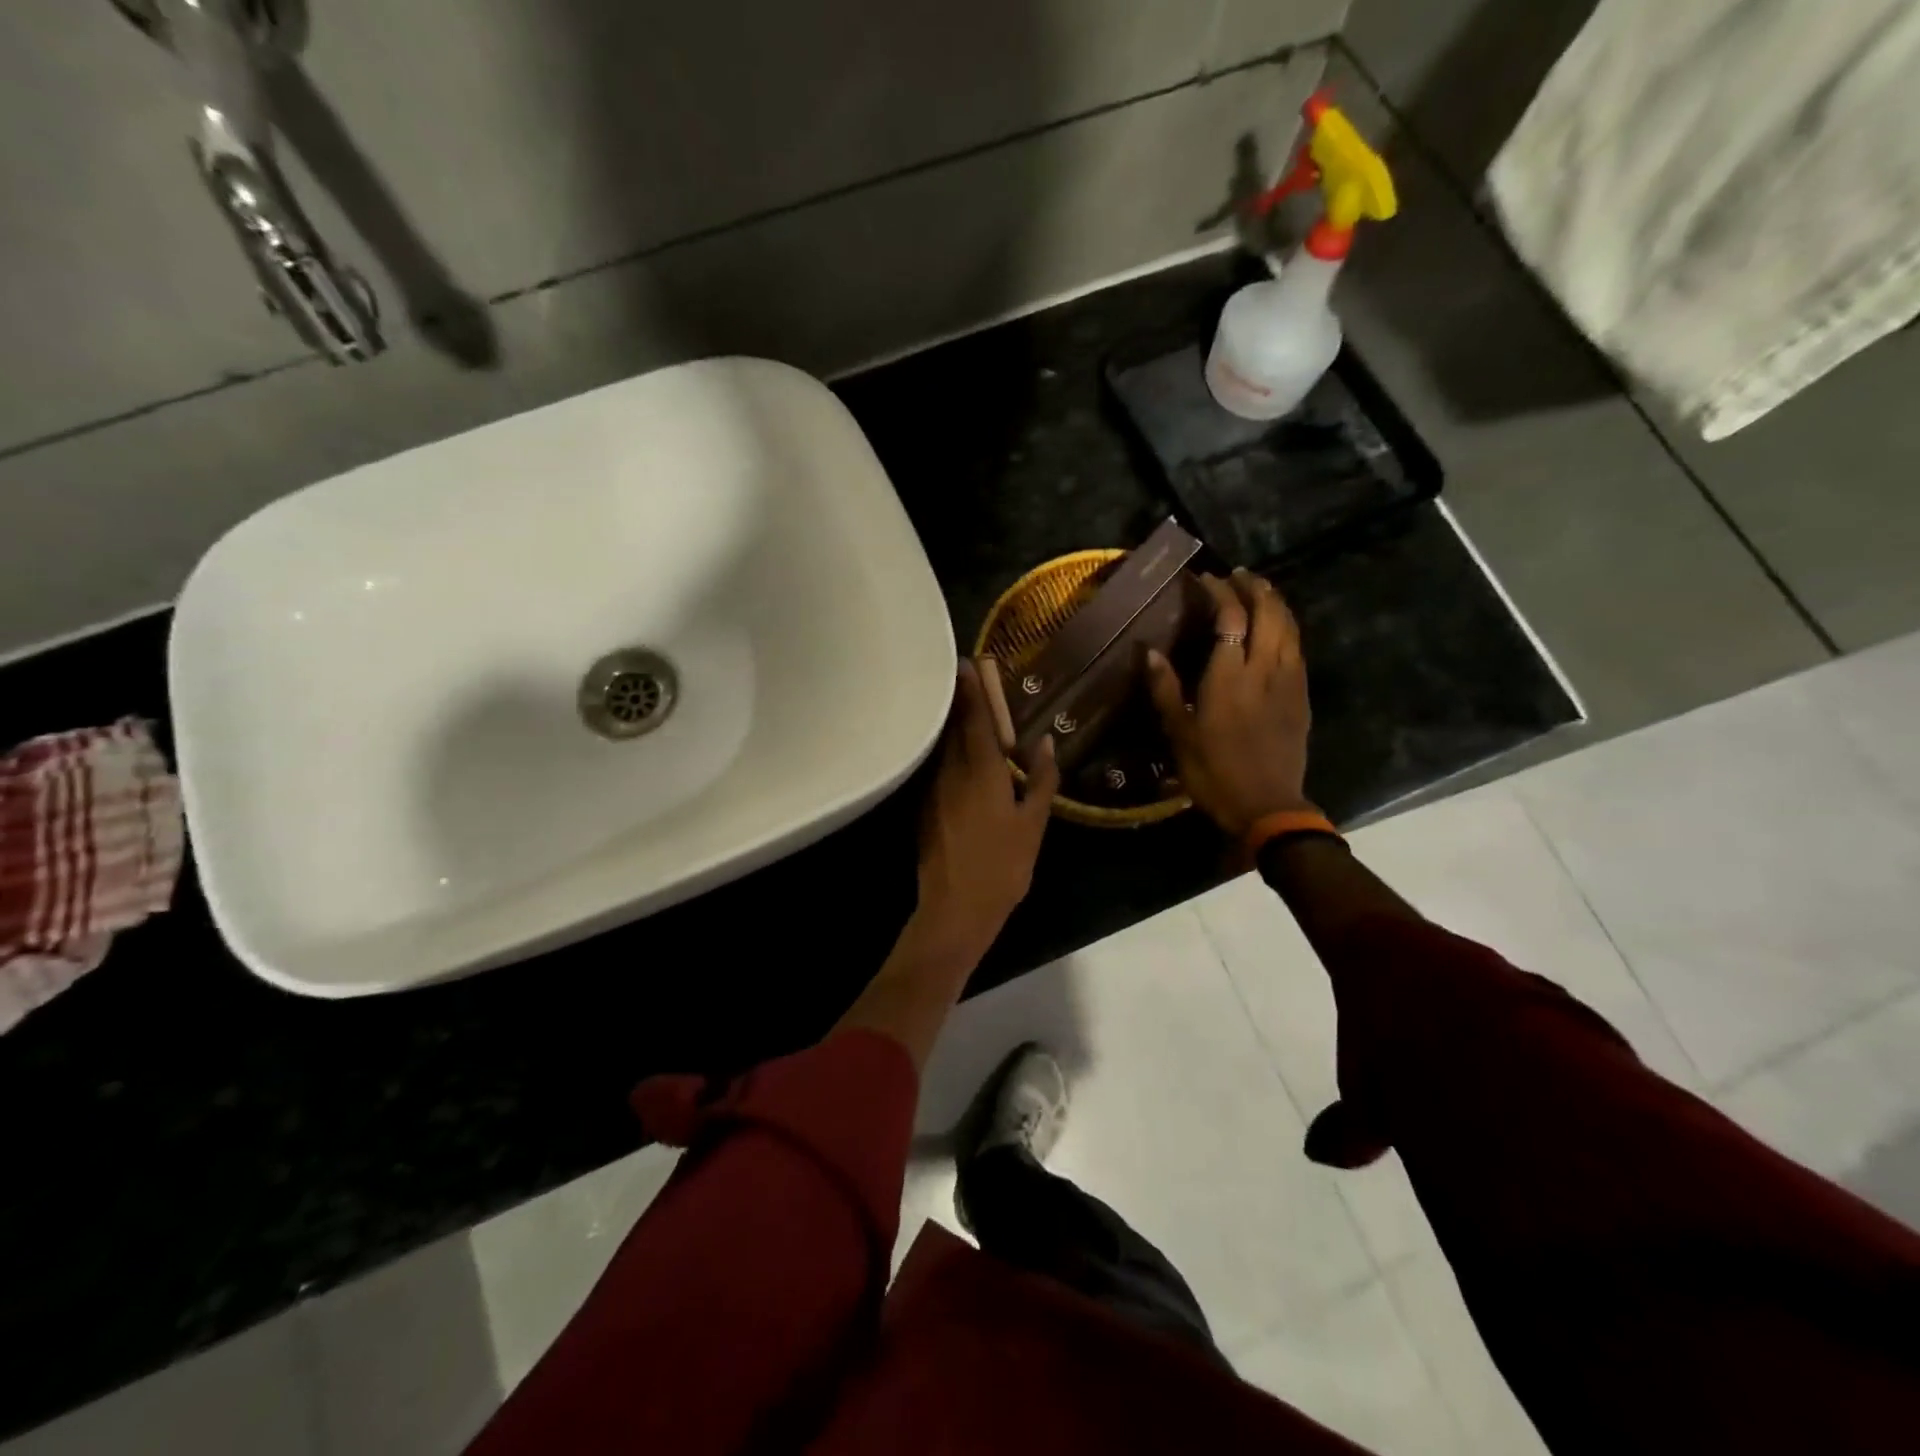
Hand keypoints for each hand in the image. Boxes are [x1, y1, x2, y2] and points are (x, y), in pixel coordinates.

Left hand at [913, 659, 1060, 967]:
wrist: (955, 909)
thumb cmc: (1003, 867)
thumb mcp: (1033, 825)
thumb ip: (1042, 781)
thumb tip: (1047, 744)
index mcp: (981, 773)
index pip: (976, 721)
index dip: (973, 691)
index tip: (967, 663)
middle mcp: (951, 774)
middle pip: (953, 728)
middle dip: (959, 701)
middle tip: (962, 676)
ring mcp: (933, 792)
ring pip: (942, 748)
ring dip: (950, 725)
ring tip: (962, 708)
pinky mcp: (924, 810)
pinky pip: (937, 769)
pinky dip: (946, 753)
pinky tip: (955, 754)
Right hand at [1146, 569, 1312, 838]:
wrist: (1267, 805)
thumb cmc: (1214, 772)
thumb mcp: (1179, 734)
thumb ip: (1165, 689)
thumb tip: (1149, 652)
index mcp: (1229, 676)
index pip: (1230, 618)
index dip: (1219, 592)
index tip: (1205, 579)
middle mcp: (1264, 668)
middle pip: (1268, 612)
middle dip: (1254, 588)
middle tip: (1237, 576)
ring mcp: (1289, 680)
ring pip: (1289, 626)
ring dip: (1275, 602)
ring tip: (1259, 590)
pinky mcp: (1302, 695)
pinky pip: (1297, 647)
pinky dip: (1287, 627)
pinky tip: (1278, 628)